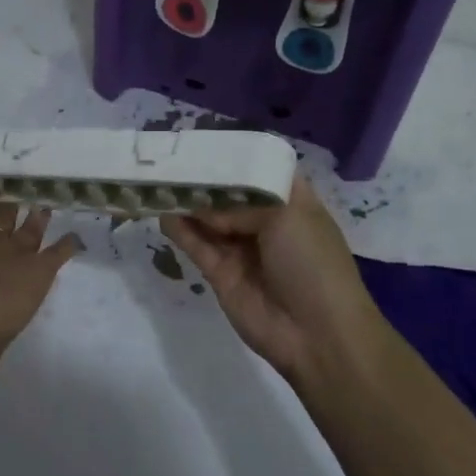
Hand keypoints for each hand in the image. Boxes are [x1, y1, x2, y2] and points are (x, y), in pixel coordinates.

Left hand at [0, 183, 83, 352]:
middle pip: (4, 214)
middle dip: (14, 194)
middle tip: (31, 166)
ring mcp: (16, 260)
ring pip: (32, 230)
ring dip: (40, 213)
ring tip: (54, 185)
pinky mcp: (41, 272)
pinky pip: (58, 253)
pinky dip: (69, 242)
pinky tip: (77, 223)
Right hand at [162, 175, 385, 386]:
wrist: (317, 334)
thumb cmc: (312, 263)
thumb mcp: (287, 215)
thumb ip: (240, 204)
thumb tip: (204, 209)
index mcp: (291, 201)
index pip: (259, 169)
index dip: (234, 156)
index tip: (203, 140)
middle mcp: (265, 220)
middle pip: (228, 193)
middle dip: (204, 178)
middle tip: (171, 158)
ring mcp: (242, 248)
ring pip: (209, 219)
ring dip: (187, 202)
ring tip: (158, 180)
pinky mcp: (221, 274)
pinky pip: (197, 246)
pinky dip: (180, 230)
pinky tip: (162, 211)